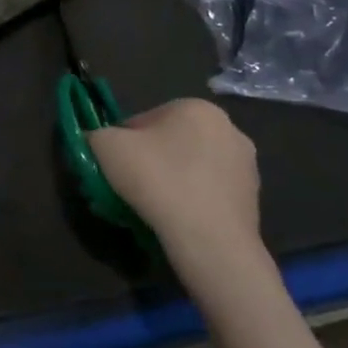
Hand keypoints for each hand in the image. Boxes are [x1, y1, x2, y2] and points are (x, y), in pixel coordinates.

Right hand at [89, 99, 267, 285]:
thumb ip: (94, 134)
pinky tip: (180, 218)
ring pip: (191, 166)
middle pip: (170, 141)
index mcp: (195, 107)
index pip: (142, 121)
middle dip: (150, 160)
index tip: (114, 170)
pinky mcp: (254, 196)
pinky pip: (210, 190)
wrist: (210, 241)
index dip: (120, 145)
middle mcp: (228, 127)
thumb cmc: (158, 181)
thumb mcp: (106, 147)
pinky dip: (193, 199)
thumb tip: (96, 140)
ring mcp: (246, 163)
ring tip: (155, 207)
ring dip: (173, 179)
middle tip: (132, 188)